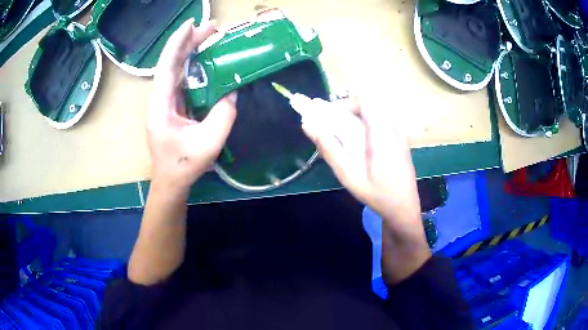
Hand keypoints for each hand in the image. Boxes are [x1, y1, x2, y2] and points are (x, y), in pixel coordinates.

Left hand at [147, 18, 235, 195]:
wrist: (171, 181)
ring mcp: (165, 102)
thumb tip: (231, 91)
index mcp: (161, 104)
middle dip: (189, 42)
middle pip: (173, 63)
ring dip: (192, 52)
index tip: (192, 24)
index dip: (179, 43)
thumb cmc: (185, 164)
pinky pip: (182, 81)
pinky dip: (194, 67)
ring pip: (177, 70)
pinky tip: (206, 60)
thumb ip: (224, 114)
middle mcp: (160, 98)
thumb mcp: (209, 141)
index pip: (168, 66)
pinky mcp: (172, 106)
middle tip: (211, 28)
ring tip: (210, 37)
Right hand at [302, 96, 430, 283]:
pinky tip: (363, 145)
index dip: (346, 102)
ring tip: (347, 137)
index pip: (365, 99)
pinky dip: (368, 123)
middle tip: (336, 128)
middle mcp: (393, 127)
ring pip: (375, 110)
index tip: (333, 117)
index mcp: (382, 133)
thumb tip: (307, 123)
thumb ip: (328, 147)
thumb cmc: (376, 193)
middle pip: (369, 102)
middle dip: (348, 110)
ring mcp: (400, 132)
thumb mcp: (348, 174)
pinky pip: (383, 119)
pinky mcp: (402, 138)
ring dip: (357, 117)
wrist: (404, 207)